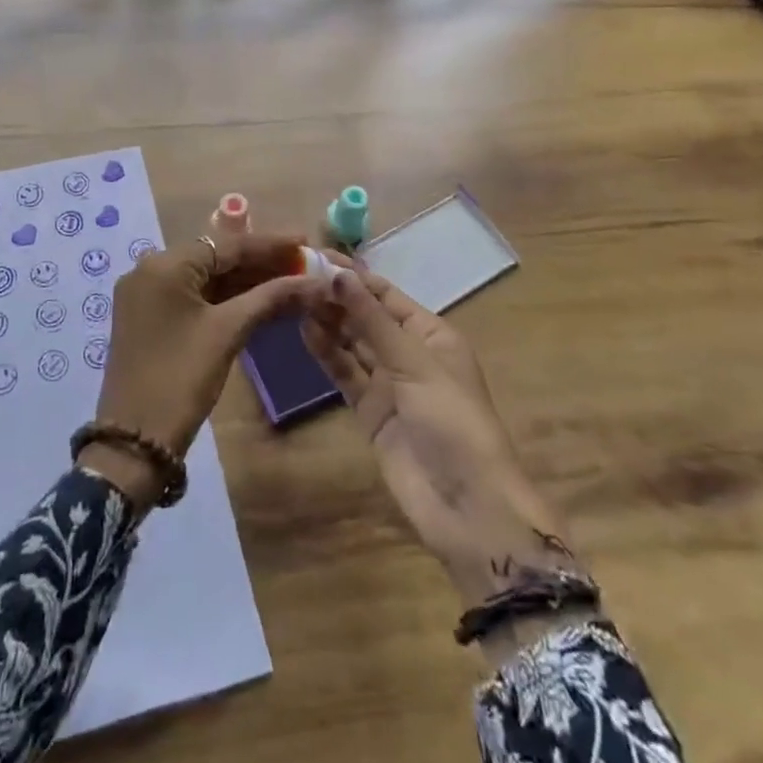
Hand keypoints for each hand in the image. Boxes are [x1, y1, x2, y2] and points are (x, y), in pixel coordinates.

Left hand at [82, 232, 323, 510]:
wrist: (134, 439)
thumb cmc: (182, 378)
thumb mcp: (228, 332)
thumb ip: (270, 298)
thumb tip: (314, 281)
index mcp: (164, 264)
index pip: (226, 244)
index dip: (269, 243)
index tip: (305, 240)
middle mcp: (149, 269)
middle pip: (214, 257)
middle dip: (259, 262)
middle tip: (302, 265)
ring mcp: (145, 294)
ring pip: (204, 277)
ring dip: (243, 281)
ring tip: (288, 282)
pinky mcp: (147, 317)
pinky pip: (191, 295)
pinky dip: (223, 298)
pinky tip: (257, 301)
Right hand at [302, 269, 577, 607]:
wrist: (468, 507)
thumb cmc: (452, 421)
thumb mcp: (414, 363)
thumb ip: (371, 319)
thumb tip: (337, 274)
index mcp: (432, 335)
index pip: (387, 295)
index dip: (354, 276)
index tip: (316, 256)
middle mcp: (410, 353)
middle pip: (368, 317)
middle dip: (337, 298)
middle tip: (296, 278)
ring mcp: (390, 384)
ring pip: (353, 343)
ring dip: (329, 323)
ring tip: (295, 300)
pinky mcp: (372, 412)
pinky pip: (346, 374)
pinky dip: (328, 354)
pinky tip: (305, 333)